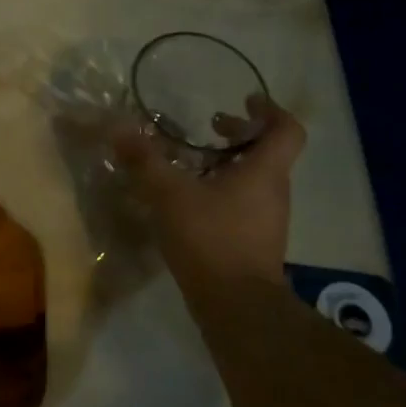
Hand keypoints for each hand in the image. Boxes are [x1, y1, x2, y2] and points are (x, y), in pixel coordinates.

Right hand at [114, 95, 305, 291]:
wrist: (236, 306)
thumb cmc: (211, 238)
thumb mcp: (170, 194)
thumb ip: (145, 160)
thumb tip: (119, 128)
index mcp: (264, 172)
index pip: (287, 130)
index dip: (270, 110)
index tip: (246, 100)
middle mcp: (274, 192)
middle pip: (268, 153)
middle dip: (240, 136)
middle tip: (209, 128)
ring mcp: (267, 221)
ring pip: (255, 180)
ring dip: (229, 166)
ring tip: (192, 165)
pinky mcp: (254, 243)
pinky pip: (244, 205)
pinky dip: (223, 193)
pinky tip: (190, 203)